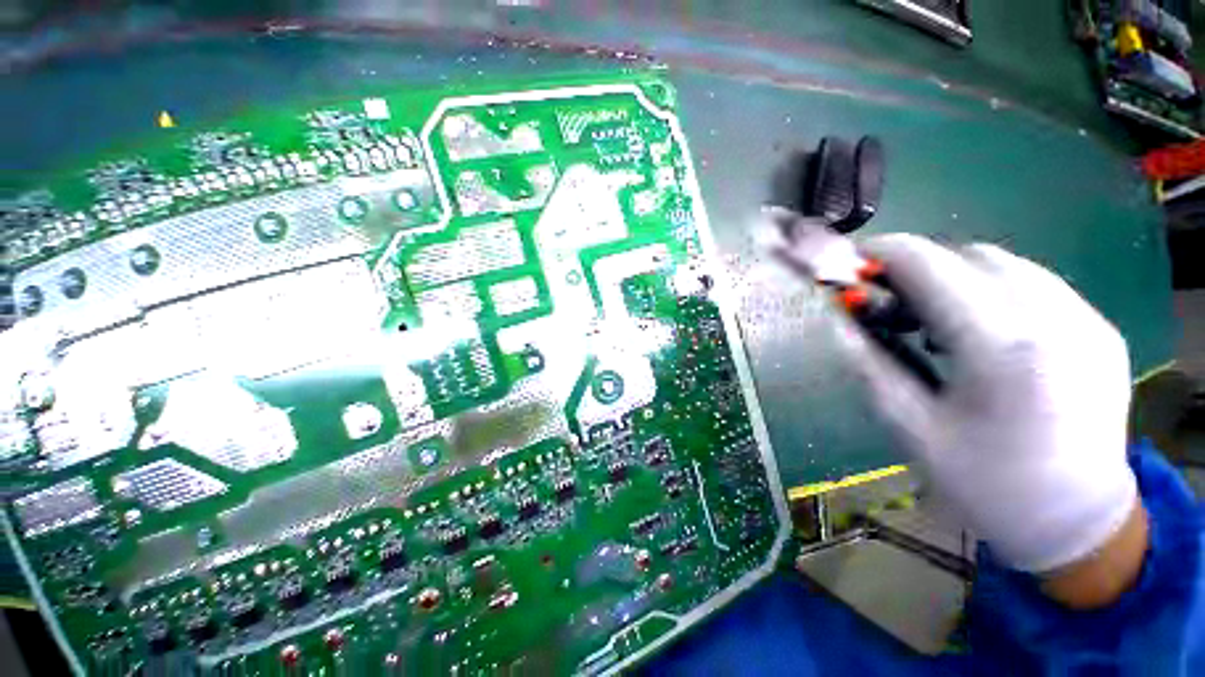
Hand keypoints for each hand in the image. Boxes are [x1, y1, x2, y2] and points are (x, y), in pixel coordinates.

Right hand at [837, 234, 1139, 578]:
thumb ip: (869, 362)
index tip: (853, 263)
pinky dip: (992, 290)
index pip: (932, 266)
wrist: (1077, 523)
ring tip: (932, 319)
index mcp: (1003, 350)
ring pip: (1005, 263)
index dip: (884, 254)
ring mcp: (1087, 320)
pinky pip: (1035, 284)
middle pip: (969, 256)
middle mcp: (1055, 318)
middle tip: (889, 302)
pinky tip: (980, 330)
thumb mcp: (909, 426)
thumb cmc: (985, 484)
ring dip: (956, 277)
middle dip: (919, 267)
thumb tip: (838, 317)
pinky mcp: (1100, 328)